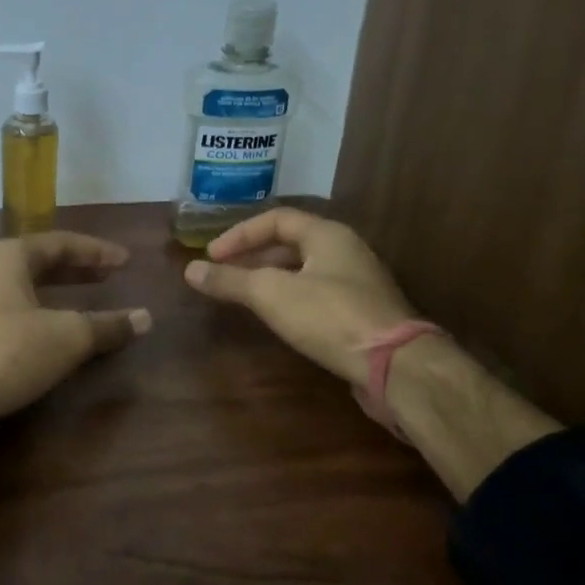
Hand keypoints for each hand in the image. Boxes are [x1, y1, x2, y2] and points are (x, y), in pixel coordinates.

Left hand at [0, 232, 151, 443]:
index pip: (60, 243)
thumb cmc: (4, 352)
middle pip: (38, 264)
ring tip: (84, 309)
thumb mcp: (66, 337)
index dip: (96, 251)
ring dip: (55, 298)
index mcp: (7, 257)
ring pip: (20, 292)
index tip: (126, 261)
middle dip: (76, 271)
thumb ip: (106, 326)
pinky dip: (35, 321)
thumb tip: (145, 318)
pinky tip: (48, 343)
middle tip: (109, 277)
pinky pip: (7, 318)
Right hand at [183, 208, 418, 391]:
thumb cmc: (329, 316)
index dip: (239, 234)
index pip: (276, 219)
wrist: (394, 366)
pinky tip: (276, 318)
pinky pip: (316, 293)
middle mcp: (345, 251)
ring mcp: (357, 283)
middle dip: (252, 256)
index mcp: (327, 235)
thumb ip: (230, 280)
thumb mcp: (271, 294)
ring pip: (303, 270)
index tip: (212, 256)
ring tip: (242, 296)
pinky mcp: (362, 312)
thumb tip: (190, 270)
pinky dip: (289, 297)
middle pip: (291, 243)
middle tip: (223, 274)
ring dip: (270, 278)